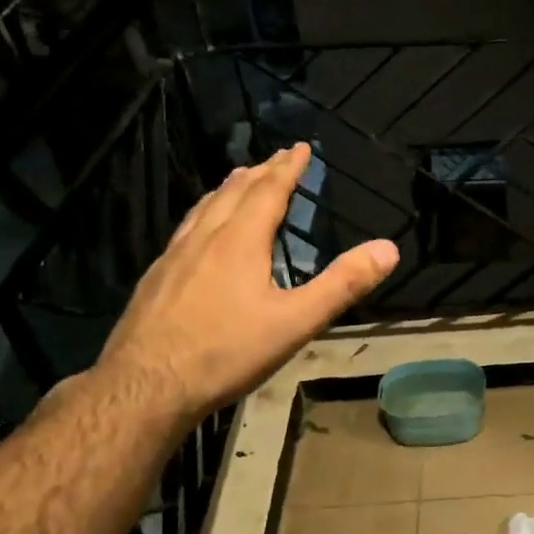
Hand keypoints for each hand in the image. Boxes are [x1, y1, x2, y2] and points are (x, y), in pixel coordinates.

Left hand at [97, 144, 397, 418]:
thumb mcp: (297, 322)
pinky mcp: (156, 278)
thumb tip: (388, 249)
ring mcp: (174, 257)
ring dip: (228, 188)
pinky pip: (186, 229)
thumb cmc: (227, 352)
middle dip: (260, 171)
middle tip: (276, 157)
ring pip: (204, 208)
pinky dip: (204, 213)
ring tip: (239, 179)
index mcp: (240, 242)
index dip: (287, 168)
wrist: (145, 386)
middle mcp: (204, 238)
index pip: (268, 191)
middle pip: (233, 192)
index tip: (300, 147)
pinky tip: (200, 232)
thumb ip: (342, 284)